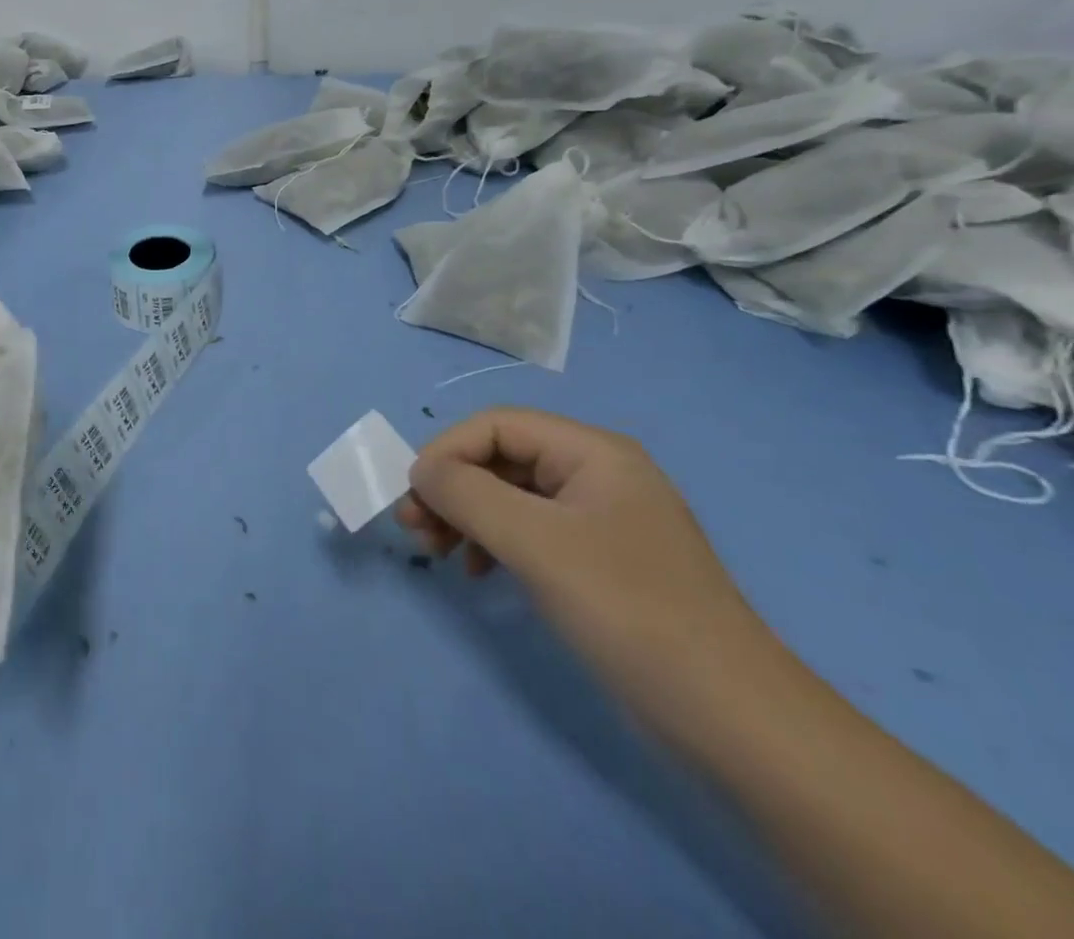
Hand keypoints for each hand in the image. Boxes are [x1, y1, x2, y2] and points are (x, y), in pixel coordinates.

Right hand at [397, 406, 771, 727]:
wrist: (733, 722)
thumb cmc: (629, 610)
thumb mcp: (535, 542)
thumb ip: (466, 493)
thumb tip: (420, 470)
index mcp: (592, 452)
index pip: (496, 425)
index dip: (447, 451)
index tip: (414, 496)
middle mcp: (596, 474)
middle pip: (500, 458)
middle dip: (451, 488)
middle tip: (414, 527)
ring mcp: (599, 520)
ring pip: (509, 496)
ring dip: (465, 516)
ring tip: (436, 551)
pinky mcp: (599, 562)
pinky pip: (528, 532)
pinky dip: (493, 544)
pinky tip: (479, 574)